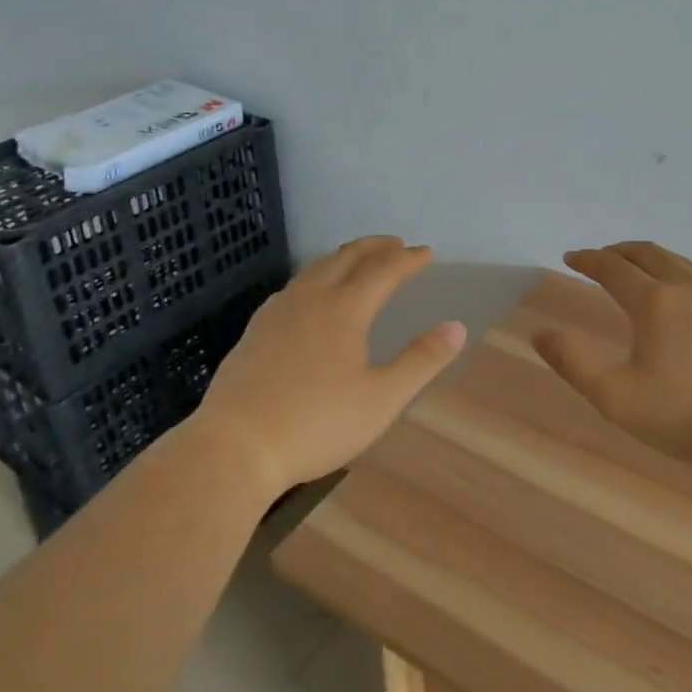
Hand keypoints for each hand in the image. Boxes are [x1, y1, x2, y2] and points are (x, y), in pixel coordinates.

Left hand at [190, 236, 465, 496]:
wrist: (234, 447)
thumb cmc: (316, 424)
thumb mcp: (381, 399)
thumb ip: (421, 361)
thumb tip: (457, 327)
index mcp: (345, 309)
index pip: (383, 270)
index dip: (407, 259)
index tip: (425, 253)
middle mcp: (311, 298)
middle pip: (347, 257)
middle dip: (375, 247)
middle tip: (396, 245)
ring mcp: (277, 311)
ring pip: (316, 268)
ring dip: (344, 257)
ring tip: (358, 260)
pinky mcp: (255, 329)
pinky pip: (293, 286)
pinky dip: (315, 275)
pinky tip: (310, 294)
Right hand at [532, 241, 691, 469]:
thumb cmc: (686, 416)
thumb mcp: (615, 397)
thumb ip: (573, 363)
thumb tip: (539, 333)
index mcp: (656, 302)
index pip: (614, 268)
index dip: (588, 260)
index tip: (570, 258)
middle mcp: (690, 289)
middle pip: (650, 254)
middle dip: (620, 251)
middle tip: (603, 256)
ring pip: (683, 264)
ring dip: (655, 260)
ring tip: (642, 268)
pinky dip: (685, 278)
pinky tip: (689, 300)